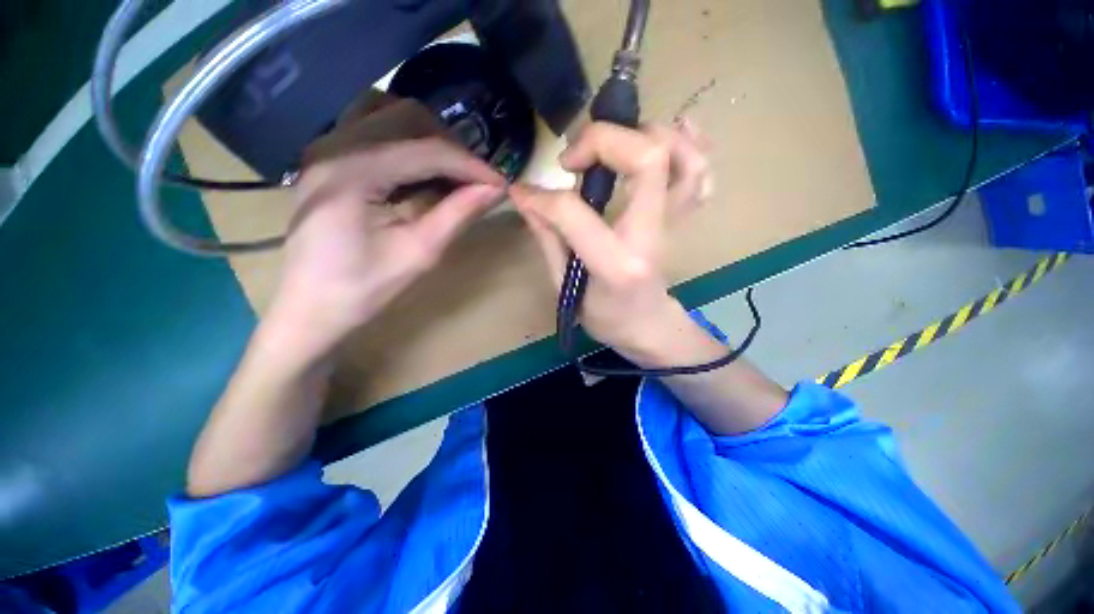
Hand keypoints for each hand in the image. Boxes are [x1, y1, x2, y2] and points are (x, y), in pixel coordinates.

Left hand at [267, 99, 505, 361]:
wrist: (311, 307)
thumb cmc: (364, 289)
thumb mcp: (419, 254)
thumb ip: (457, 214)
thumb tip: (494, 189)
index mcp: (352, 173)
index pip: (426, 150)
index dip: (471, 165)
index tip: (500, 183)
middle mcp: (333, 146)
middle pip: (406, 117)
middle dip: (451, 147)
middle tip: (475, 180)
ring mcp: (324, 147)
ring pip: (388, 112)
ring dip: (428, 137)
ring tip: (450, 172)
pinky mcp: (326, 157)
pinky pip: (371, 126)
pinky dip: (405, 139)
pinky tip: (419, 169)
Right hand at [509, 120, 712, 361]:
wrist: (647, 326)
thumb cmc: (605, 316)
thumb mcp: (566, 288)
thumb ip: (547, 239)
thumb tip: (525, 195)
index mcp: (617, 264)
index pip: (576, 213)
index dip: (543, 197)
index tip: (526, 193)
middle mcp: (651, 236)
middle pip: (648, 159)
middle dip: (604, 140)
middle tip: (575, 159)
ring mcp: (675, 224)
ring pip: (684, 158)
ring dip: (648, 135)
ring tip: (615, 144)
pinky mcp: (682, 218)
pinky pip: (700, 172)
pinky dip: (689, 144)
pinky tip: (670, 132)